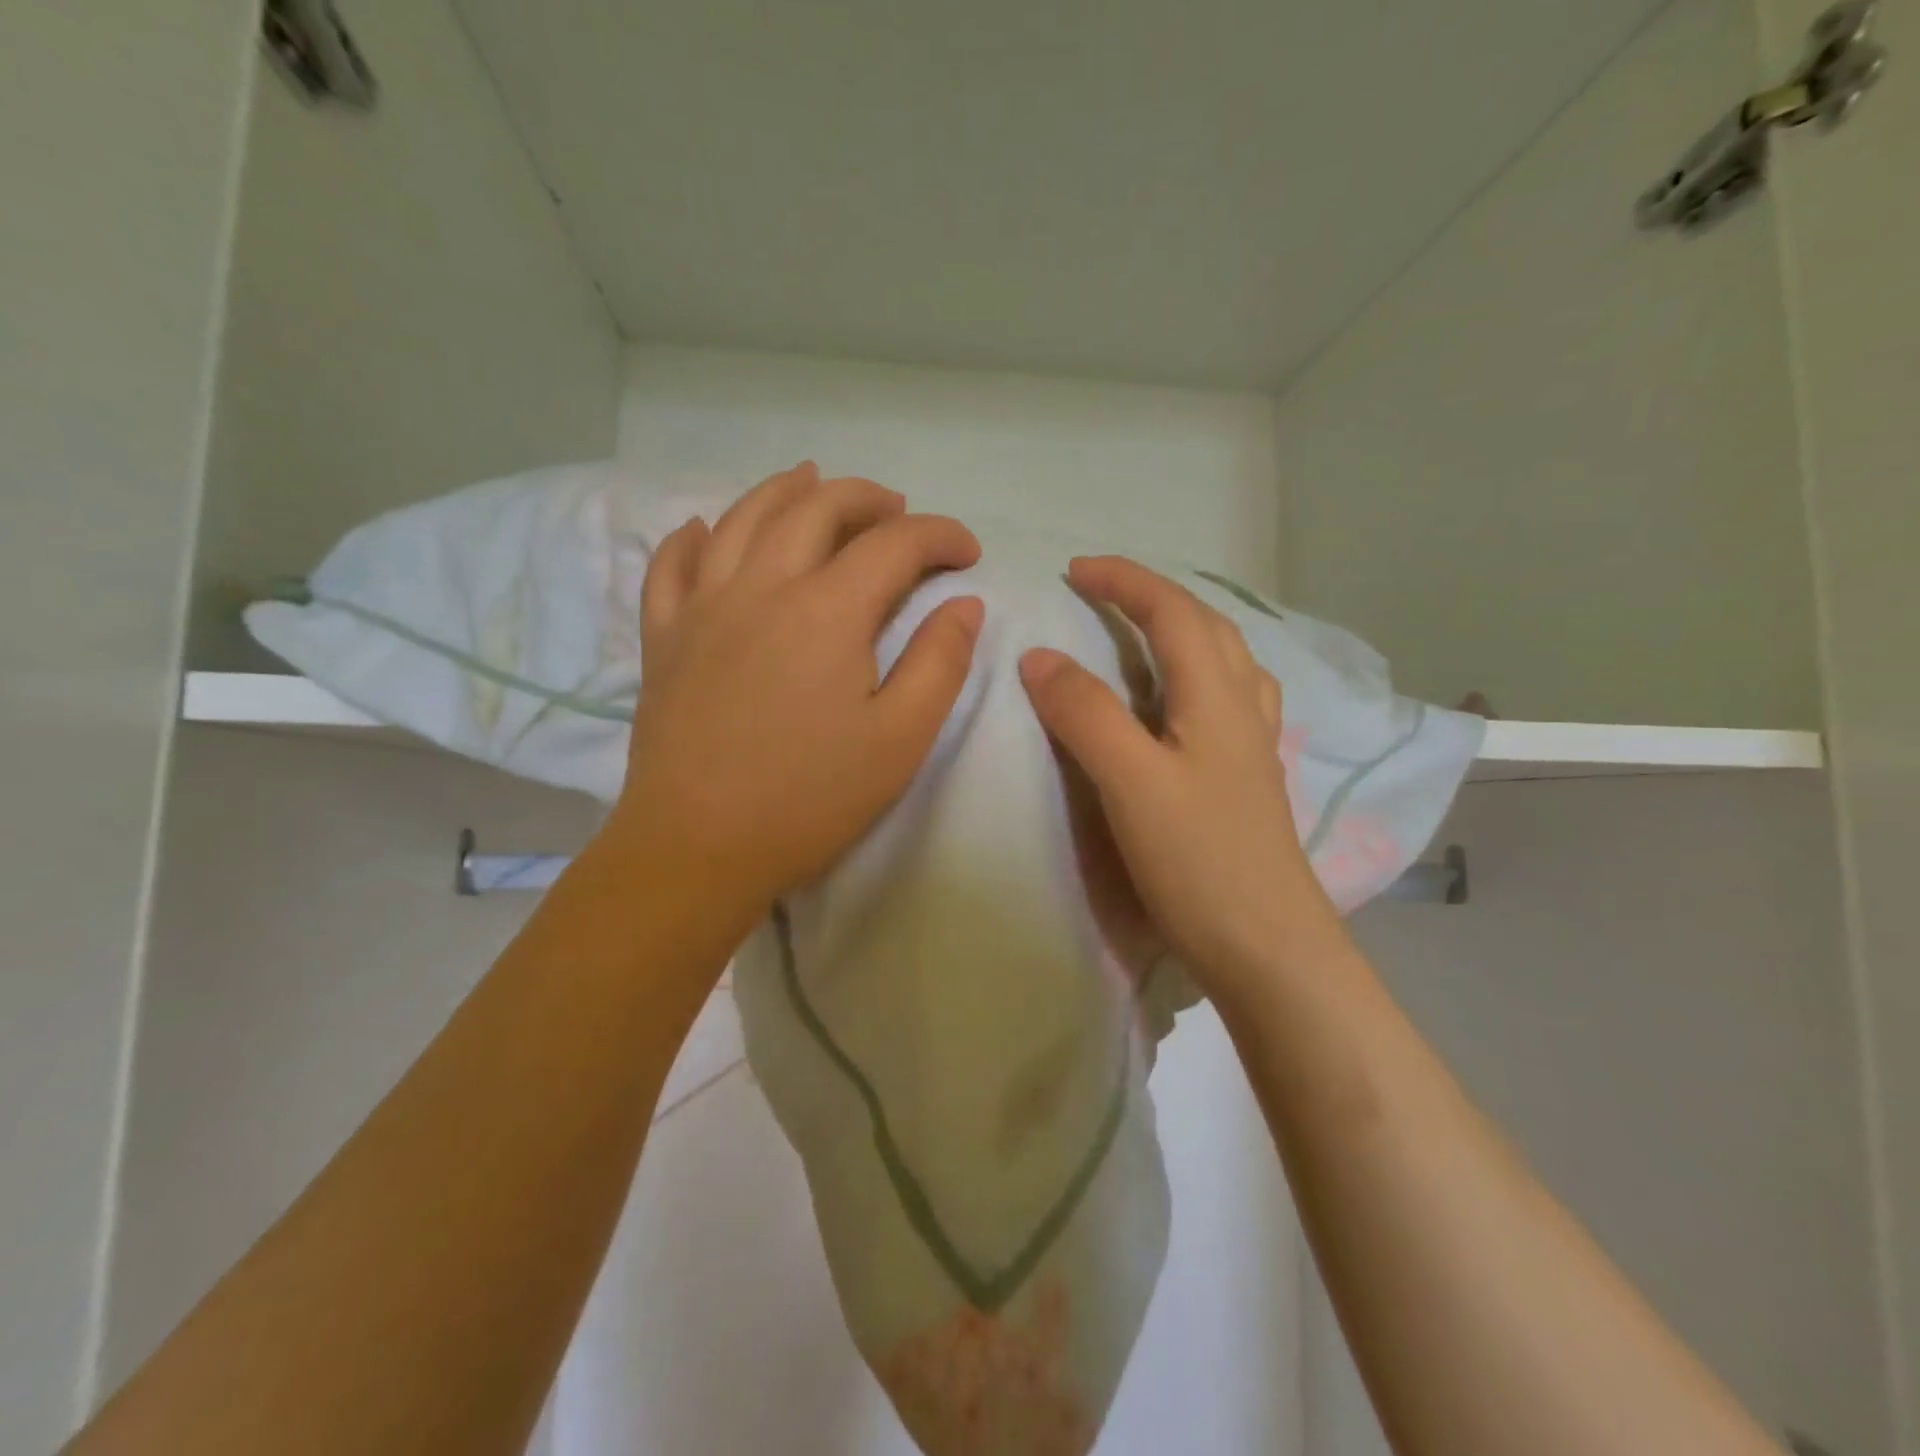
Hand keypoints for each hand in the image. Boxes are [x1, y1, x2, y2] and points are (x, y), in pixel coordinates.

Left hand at [606, 463, 982, 921]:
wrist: (698, 847)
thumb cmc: (810, 799)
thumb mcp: (900, 739)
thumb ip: (939, 663)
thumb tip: (963, 604)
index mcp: (827, 611)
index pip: (894, 544)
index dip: (940, 536)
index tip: (967, 554)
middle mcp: (762, 586)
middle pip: (817, 508)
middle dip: (868, 499)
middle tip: (900, 512)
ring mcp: (702, 606)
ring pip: (743, 517)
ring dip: (787, 490)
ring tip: (814, 480)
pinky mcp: (664, 635)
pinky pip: (671, 564)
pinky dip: (693, 535)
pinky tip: (705, 528)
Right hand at [1019, 557, 1344, 999]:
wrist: (1267, 947)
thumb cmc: (1199, 860)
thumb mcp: (1131, 781)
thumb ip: (1085, 714)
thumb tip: (1039, 656)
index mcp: (1215, 697)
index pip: (1171, 613)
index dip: (1124, 582)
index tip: (1073, 570)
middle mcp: (1241, 709)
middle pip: (1207, 626)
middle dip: (1154, 596)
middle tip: (1103, 592)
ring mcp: (1252, 746)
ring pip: (1227, 661)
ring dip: (1186, 629)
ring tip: (1146, 631)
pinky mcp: (1249, 780)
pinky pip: (1228, 699)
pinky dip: (1200, 674)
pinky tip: (1184, 701)